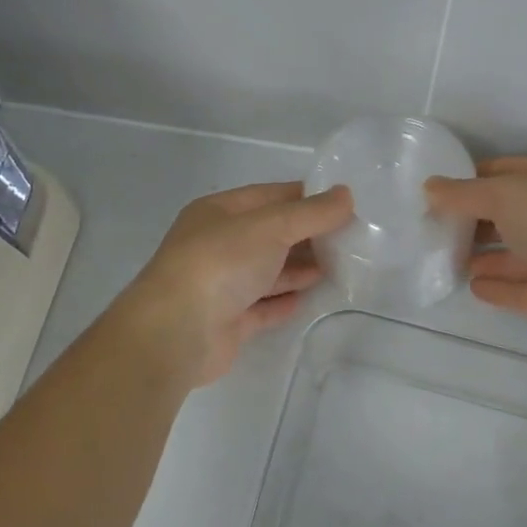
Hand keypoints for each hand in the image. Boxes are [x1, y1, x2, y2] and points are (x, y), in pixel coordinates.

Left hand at [122, 181, 352, 387]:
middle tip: (350, 240)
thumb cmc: (221, 263)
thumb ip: (311, 213)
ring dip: (300, 268)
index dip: (307, 198)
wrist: (176, 332)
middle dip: (307, 236)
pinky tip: (308, 298)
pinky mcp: (227, 321)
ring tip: (339, 268)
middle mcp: (217, 245)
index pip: (270, 197)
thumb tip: (346, 195)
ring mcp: (220, 284)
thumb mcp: (271, 226)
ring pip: (267, 271)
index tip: (345, 205)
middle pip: (270, 235)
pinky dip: (284, 300)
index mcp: (219, 212)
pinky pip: (262, 306)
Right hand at [426, 157, 526, 344]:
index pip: (504, 174)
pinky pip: (519, 291)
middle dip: (472, 220)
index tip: (436, 190)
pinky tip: (470, 285)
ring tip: (444, 257)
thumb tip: (429, 187)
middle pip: (505, 216)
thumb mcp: (505, 194)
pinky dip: (496, 288)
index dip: (471, 179)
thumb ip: (464, 194)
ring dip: (481, 255)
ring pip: (511, 255)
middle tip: (432, 228)